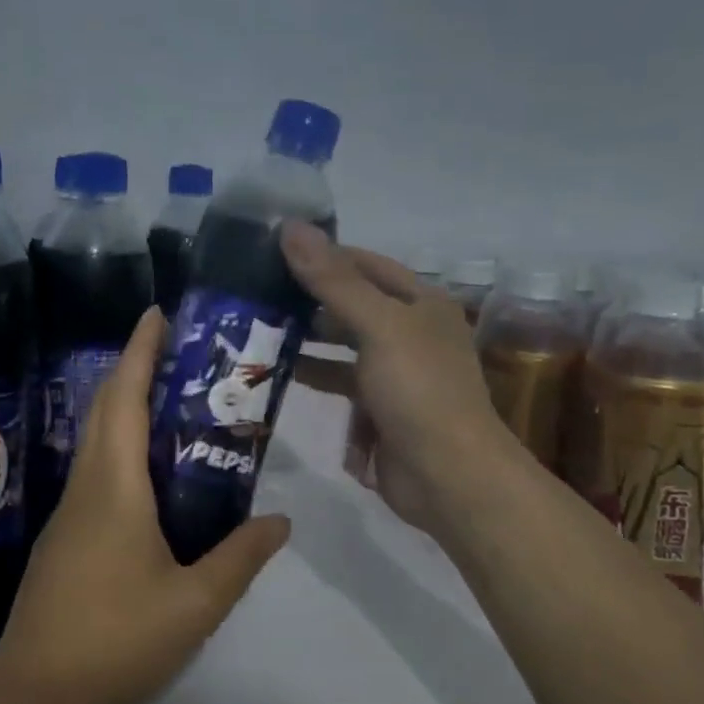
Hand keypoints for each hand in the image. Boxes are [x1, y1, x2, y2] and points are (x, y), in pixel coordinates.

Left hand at [0, 308, 291, 703]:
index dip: (140, 350)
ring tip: (176, 402)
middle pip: (106, 408)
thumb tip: (280, 521)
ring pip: (98, 439)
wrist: (33, 696)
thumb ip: (240, 557)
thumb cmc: (115, 640)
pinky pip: (97, 470)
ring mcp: (70, 512)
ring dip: (127, 406)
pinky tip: (153, 473)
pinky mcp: (65, 537)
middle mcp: (87, 485)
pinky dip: (123, 446)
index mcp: (115, 486)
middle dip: (135, 368)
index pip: (125, 398)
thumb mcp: (194, 604)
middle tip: (180, 351)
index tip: (157, 313)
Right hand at [282, 222, 514, 535]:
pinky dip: (314, 377)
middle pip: (351, 304)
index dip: (324, 255)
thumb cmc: (418, 390)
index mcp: (420, 303)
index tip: (273, 252)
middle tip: (254, 293)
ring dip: (306, 340)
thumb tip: (291, 227)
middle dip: (308, 300)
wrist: (449, 476)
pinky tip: (278, 374)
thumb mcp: (378, 326)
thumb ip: (333, 280)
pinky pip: (341, 383)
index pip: (365, 264)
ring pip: (342, 346)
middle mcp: (409, 332)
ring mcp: (394, 372)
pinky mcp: (379, 409)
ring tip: (257, 330)